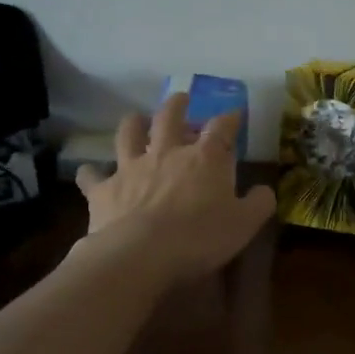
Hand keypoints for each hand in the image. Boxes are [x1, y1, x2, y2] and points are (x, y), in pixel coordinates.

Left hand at [74, 95, 276, 281]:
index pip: (222, 128)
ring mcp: (132, 168)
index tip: (234, 114)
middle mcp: (167, 153)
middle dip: (177, 105)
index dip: (230, 119)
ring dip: (132, 124)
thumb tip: (265, 190)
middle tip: (180, 99)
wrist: (140, 254)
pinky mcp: (104, 189)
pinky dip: (91, 173)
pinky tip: (88, 172)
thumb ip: (258, 204)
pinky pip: (93, 176)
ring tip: (135, 118)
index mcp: (205, 158)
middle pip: (170, 117)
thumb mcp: (244, 225)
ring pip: (129, 134)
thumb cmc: (199, 238)